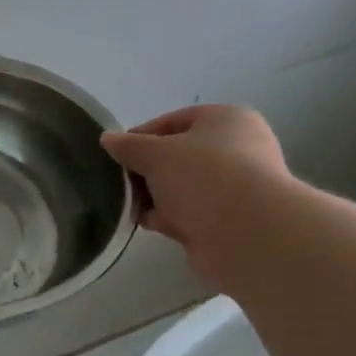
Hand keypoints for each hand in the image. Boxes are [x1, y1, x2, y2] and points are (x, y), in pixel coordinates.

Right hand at [101, 105, 290, 289]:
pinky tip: (147, 224)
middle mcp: (236, 150)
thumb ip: (129, 146)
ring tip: (128, 206)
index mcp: (227, 121)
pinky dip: (168, 218)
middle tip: (119, 182)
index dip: (141, 136)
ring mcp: (234, 188)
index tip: (116, 155)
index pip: (173, 121)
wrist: (248, 235)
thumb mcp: (156, 154)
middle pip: (177, 156)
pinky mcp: (227, 221)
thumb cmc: (203, 177)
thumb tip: (107, 139)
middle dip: (146, 170)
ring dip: (155, 197)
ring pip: (181, 187)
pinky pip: (189, 214)